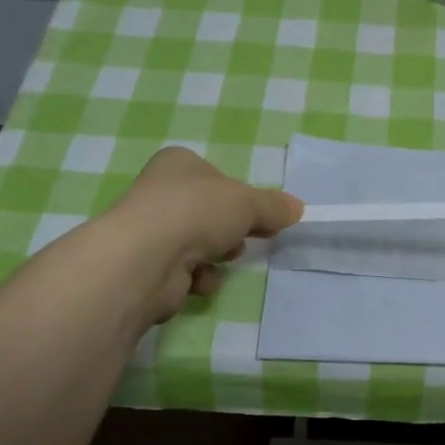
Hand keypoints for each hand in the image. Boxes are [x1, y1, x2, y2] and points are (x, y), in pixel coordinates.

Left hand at [96, 146, 303, 319]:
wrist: (147, 258)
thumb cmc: (197, 212)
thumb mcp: (248, 203)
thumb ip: (273, 206)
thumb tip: (297, 208)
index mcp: (178, 164)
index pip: (216, 177)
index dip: (241, 197)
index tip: (264, 216)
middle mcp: (159, 192)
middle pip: (209, 213)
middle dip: (231, 230)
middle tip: (250, 237)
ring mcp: (150, 230)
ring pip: (199, 243)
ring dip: (217, 256)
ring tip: (220, 259)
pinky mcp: (148, 266)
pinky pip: (185, 271)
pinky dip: (199, 278)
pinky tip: (199, 280)